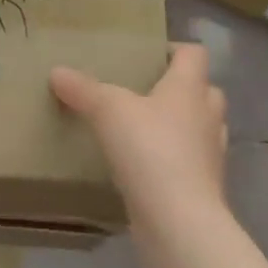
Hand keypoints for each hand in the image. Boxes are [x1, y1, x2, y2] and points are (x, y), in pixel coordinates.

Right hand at [50, 43, 228, 227]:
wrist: (177, 218)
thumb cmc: (149, 150)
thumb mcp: (108, 111)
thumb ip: (83, 90)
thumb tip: (57, 71)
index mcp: (189, 89)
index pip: (195, 54)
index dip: (175, 49)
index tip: (149, 55)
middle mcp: (207, 116)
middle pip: (204, 90)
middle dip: (180, 88)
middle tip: (145, 92)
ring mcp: (210, 154)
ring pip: (200, 128)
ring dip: (180, 125)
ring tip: (145, 129)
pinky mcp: (203, 186)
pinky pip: (190, 162)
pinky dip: (173, 159)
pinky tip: (145, 166)